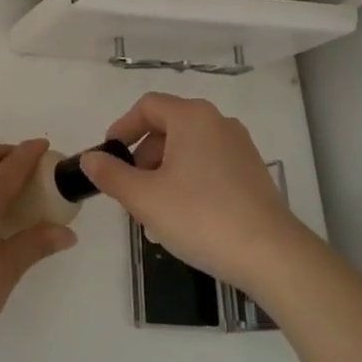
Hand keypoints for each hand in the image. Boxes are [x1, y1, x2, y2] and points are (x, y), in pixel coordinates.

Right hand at [79, 93, 318, 294]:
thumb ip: (112, 175)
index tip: (108, 157)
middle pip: (168, 127)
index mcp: (192, 117)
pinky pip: (209, 165)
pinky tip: (184, 217)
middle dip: (143, 157)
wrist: (271, 255)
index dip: (122, 128)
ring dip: (164, 173)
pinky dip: (189, 181)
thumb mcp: (144, 198)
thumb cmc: (200, 216)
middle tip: (131, 192)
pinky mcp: (253, 172)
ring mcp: (240, 147)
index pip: (147, 106)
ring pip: (188, 149)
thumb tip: (90, 158)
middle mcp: (218, 122)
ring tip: (155, 212)